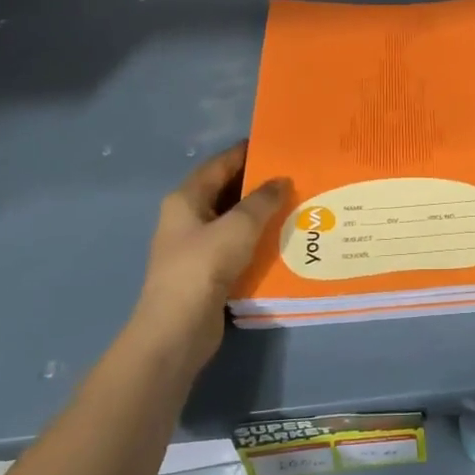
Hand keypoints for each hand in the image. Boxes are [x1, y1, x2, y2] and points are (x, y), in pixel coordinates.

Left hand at [129, 143, 288, 373]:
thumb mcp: (238, 227)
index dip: (246, 153)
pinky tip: (283, 239)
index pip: (219, 165)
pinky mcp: (207, 271)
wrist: (177, 329)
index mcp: (186, 199)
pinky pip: (237, 246)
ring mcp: (196, 246)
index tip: (277, 145)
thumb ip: (262, 201)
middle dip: (258, 184)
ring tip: (296, 205)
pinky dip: (257, 240)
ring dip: (260, 214)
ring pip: (233, 220)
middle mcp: (187, 218)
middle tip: (295, 176)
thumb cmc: (203, 267)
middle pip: (226, 191)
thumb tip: (281, 181)